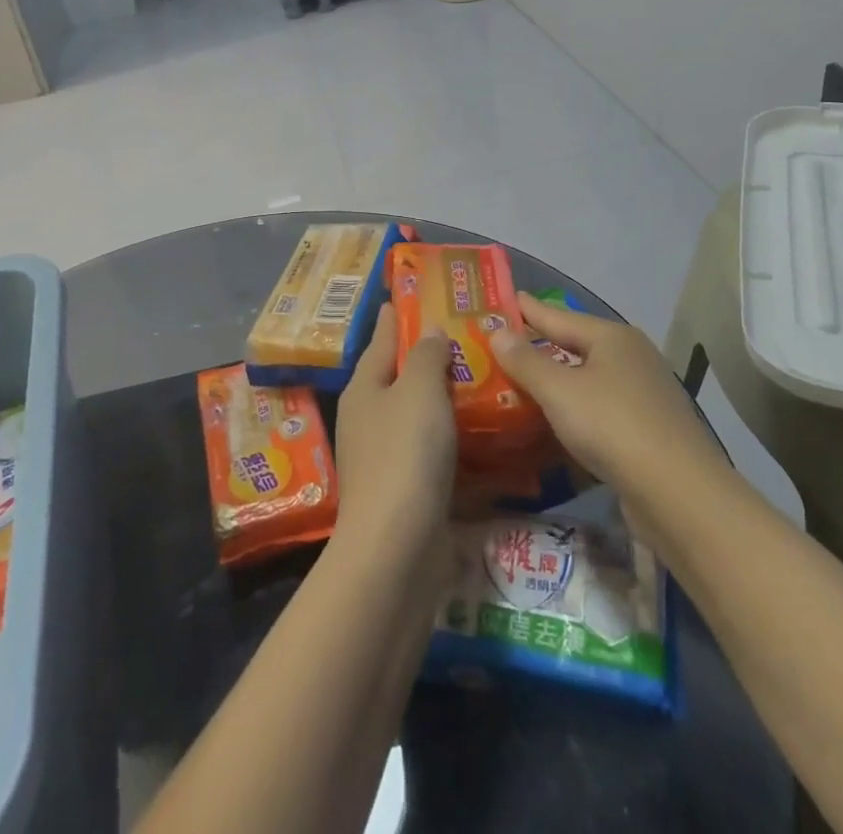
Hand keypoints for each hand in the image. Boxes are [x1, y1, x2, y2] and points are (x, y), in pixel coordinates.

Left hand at [332, 304, 457, 562]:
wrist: (396, 547)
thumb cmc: (405, 453)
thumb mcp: (419, 391)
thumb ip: (426, 356)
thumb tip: (428, 330)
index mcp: (365, 388)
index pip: (381, 340)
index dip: (395, 318)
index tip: (406, 296)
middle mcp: (369, 418)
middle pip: (398, 377)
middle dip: (424, 357)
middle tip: (461, 335)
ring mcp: (385, 457)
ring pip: (416, 415)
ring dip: (441, 398)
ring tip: (477, 377)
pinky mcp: (406, 490)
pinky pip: (432, 451)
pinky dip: (452, 438)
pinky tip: (478, 432)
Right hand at [492, 293, 720, 507]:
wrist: (678, 494)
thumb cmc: (612, 426)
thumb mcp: (558, 390)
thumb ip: (525, 361)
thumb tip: (498, 332)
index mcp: (613, 337)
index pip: (559, 316)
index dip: (530, 310)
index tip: (506, 298)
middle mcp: (633, 357)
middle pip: (577, 345)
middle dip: (543, 344)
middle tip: (507, 341)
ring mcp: (645, 394)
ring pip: (590, 378)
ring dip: (560, 380)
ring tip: (525, 381)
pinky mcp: (650, 429)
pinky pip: (601, 407)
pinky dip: (577, 408)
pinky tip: (559, 420)